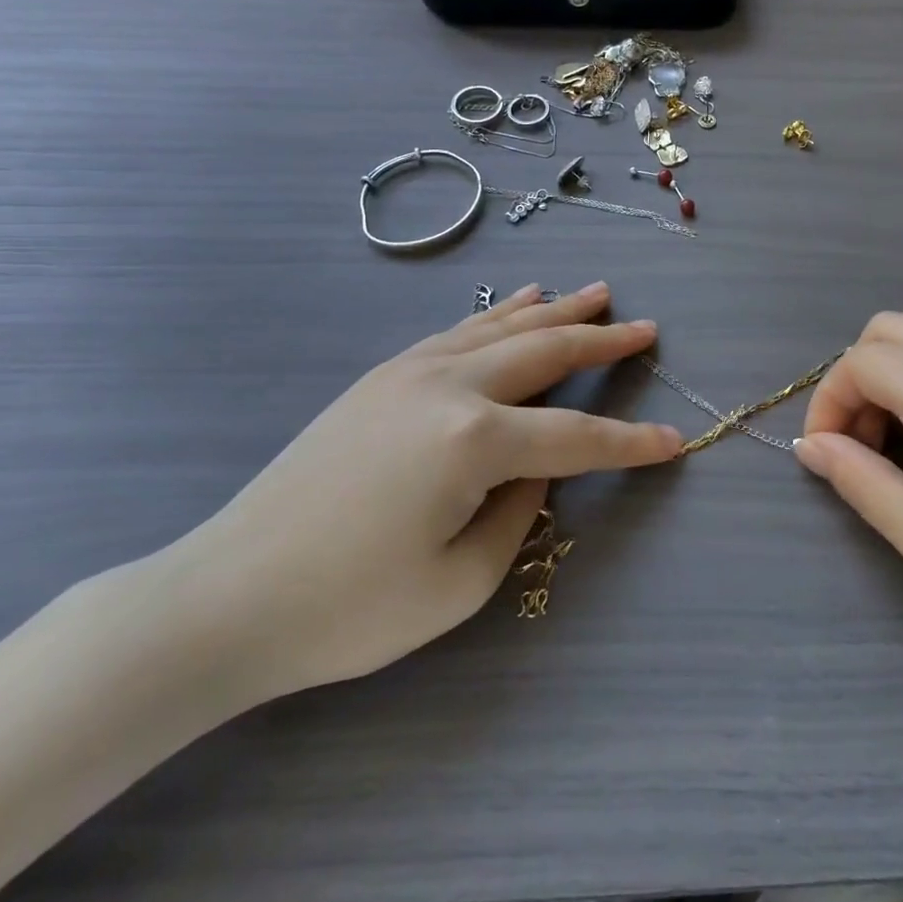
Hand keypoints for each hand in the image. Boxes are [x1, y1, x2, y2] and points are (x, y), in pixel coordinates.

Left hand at [163, 283, 681, 703]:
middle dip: (603, 341)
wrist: (227, 594)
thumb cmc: (349, 609)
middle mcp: (450, 387)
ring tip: (598, 293)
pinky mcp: (383, 376)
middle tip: (646, 328)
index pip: (577, 438)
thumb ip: (519, 513)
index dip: (631, 444)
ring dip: (557, 311)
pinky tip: (522, 302)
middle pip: (546, 353)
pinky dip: (501, 314)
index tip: (675, 441)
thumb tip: (534, 468)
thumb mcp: (461, 582)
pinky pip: (460, 331)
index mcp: (474, 440)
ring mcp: (411, 372)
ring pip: (504, 328)